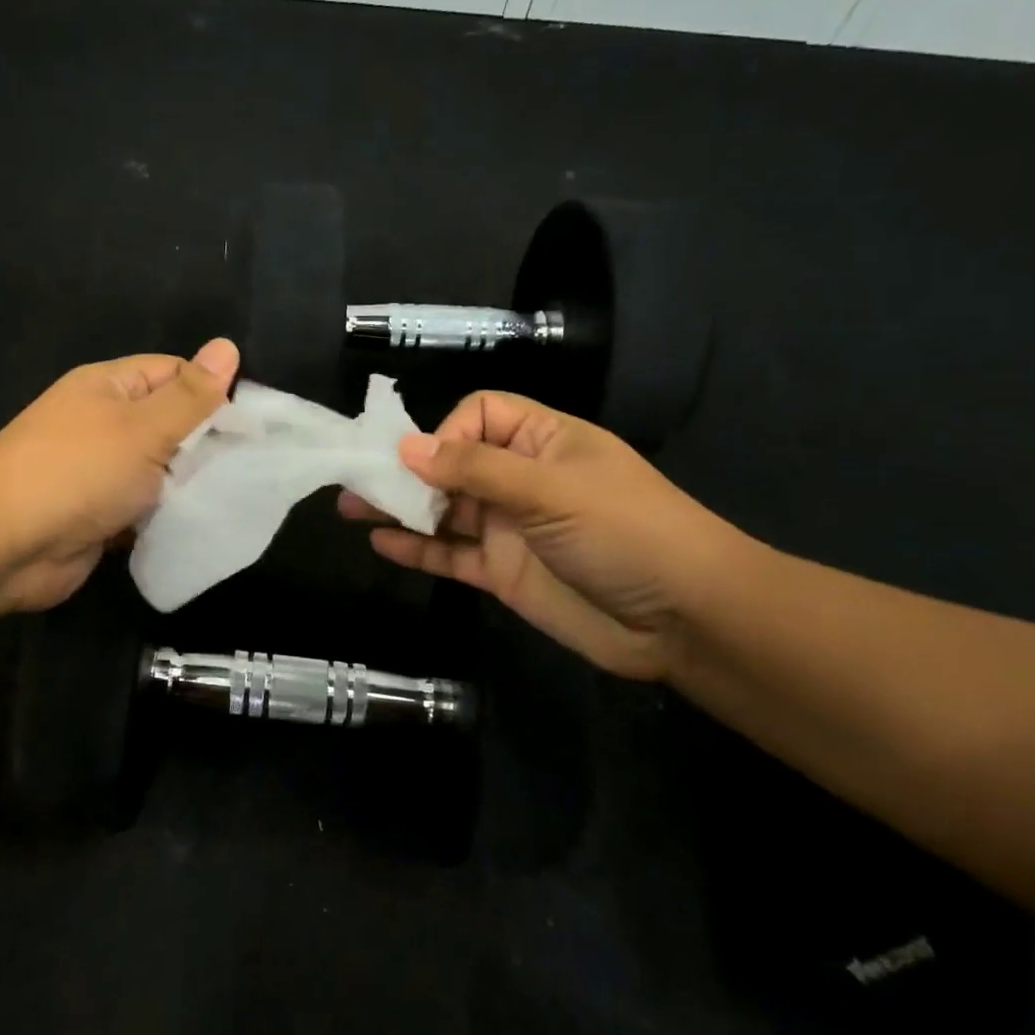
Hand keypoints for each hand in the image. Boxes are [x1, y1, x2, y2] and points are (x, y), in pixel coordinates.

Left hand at [0, 339, 239, 611]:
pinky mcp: (101, 514)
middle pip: (171, 423)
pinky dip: (169, 514)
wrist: (3, 546)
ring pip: (161, 469)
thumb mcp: (143, 427)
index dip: (214, 391)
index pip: (175, 373)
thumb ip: (190, 395)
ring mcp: (101, 471)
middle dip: (207, 443)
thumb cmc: (77, 472)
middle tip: (254, 463)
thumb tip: (226, 346)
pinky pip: (147, 506)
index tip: (254, 422)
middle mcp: (105, 423)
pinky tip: (202, 522)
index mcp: (109, 387)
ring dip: (190, 483)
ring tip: (237, 493)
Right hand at [339, 392, 750, 679]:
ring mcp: (510, 528)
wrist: (684, 619)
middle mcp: (521, 479)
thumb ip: (477, 469)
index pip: (479, 415)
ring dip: (401, 507)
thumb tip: (407, 448)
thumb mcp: (552, 489)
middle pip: (453, 463)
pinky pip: (451, 554)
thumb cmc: (626, 532)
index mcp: (543, 441)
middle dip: (407, 470)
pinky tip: (381, 542)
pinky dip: (417, 548)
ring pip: (445, 510)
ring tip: (351, 508)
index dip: (447, 432)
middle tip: (355, 480)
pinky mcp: (502, 572)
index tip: (425, 463)